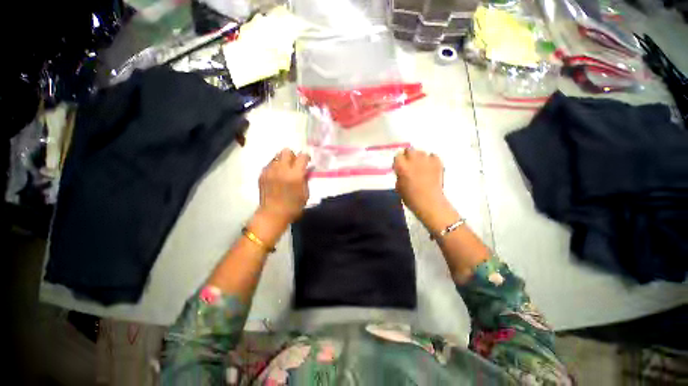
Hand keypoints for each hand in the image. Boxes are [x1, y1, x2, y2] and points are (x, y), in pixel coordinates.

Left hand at [258, 148, 309, 224]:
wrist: (273, 214)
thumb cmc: (293, 207)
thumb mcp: (305, 194)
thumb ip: (306, 179)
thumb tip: (307, 170)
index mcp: (295, 174)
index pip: (302, 156)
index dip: (306, 157)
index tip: (307, 161)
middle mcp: (282, 169)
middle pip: (286, 151)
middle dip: (292, 156)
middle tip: (295, 164)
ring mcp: (270, 171)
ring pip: (277, 156)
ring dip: (283, 161)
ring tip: (285, 170)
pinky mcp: (262, 175)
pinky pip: (270, 165)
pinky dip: (275, 167)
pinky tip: (277, 176)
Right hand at [393, 148, 453, 230]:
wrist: (429, 203)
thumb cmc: (411, 198)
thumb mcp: (398, 187)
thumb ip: (399, 175)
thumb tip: (402, 171)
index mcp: (402, 166)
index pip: (397, 155)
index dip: (398, 161)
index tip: (399, 166)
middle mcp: (413, 160)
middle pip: (409, 150)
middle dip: (408, 156)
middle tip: (409, 164)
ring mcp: (426, 160)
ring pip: (421, 152)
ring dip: (419, 157)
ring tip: (420, 166)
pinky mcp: (438, 162)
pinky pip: (432, 156)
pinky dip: (430, 160)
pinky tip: (430, 167)